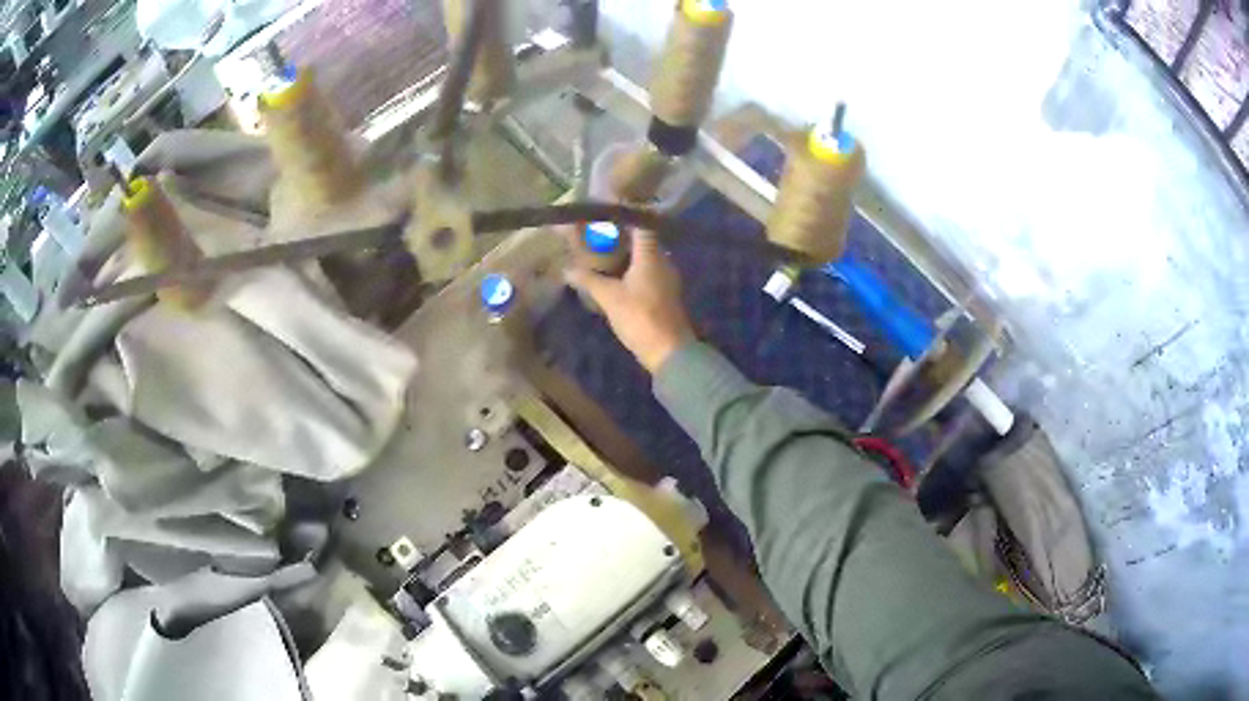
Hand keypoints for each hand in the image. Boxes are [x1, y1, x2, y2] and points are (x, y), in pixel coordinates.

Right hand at [566, 229, 693, 372]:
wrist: (669, 351)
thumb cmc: (640, 317)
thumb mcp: (609, 298)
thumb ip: (589, 280)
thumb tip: (566, 269)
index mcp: (651, 256)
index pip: (642, 225)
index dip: (626, 215)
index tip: (607, 212)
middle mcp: (662, 262)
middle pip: (643, 240)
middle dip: (622, 235)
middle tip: (598, 233)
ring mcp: (666, 279)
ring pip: (645, 257)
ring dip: (626, 253)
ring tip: (603, 252)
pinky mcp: (664, 295)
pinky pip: (647, 273)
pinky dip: (631, 269)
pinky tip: (616, 276)